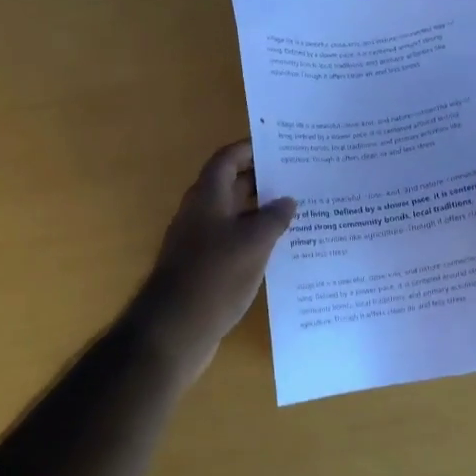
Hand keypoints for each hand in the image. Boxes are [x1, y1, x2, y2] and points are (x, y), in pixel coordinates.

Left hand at [131, 140, 295, 367]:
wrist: (175, 328)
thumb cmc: (215, 276)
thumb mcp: (253, 243)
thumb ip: (273, 218)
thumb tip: (287, 200)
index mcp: (208, 196)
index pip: (228, 158)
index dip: (251, 149)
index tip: (282, 148)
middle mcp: (201, 212)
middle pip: (232, 184)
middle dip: (263, 180)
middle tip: (300, 178)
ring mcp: (200, 240)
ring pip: (234, 214)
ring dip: (261, 211)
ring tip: (298, 211)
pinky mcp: (204, 266)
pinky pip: (233, 240)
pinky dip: (254, 238)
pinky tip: (280, 248)